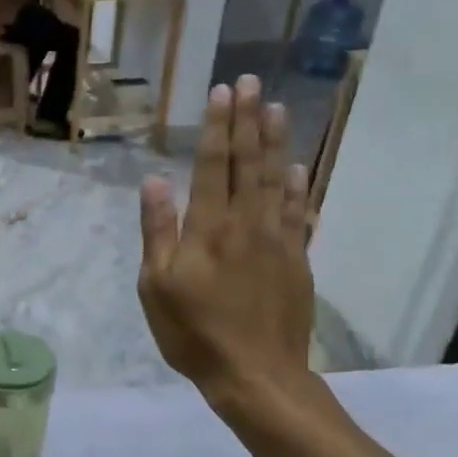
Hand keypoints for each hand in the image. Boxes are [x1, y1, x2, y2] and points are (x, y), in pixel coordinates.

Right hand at [137, 76, 312, 409]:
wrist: (256, 374)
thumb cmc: (195, 332)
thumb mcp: (157, 286)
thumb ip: (158, 231)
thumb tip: (155, 182)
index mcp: (210, 228)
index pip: (215, 165)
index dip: (219, 127)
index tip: (224, 92)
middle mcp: (248, 223)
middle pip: (250, 163)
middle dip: (249, 121)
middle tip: (251, 83)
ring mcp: (278, 240)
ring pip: (279, 180)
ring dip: (278, 143)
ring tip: (278, 109)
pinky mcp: (297, 261)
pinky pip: (301, 214)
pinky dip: (302, 187)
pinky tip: (301, 169)